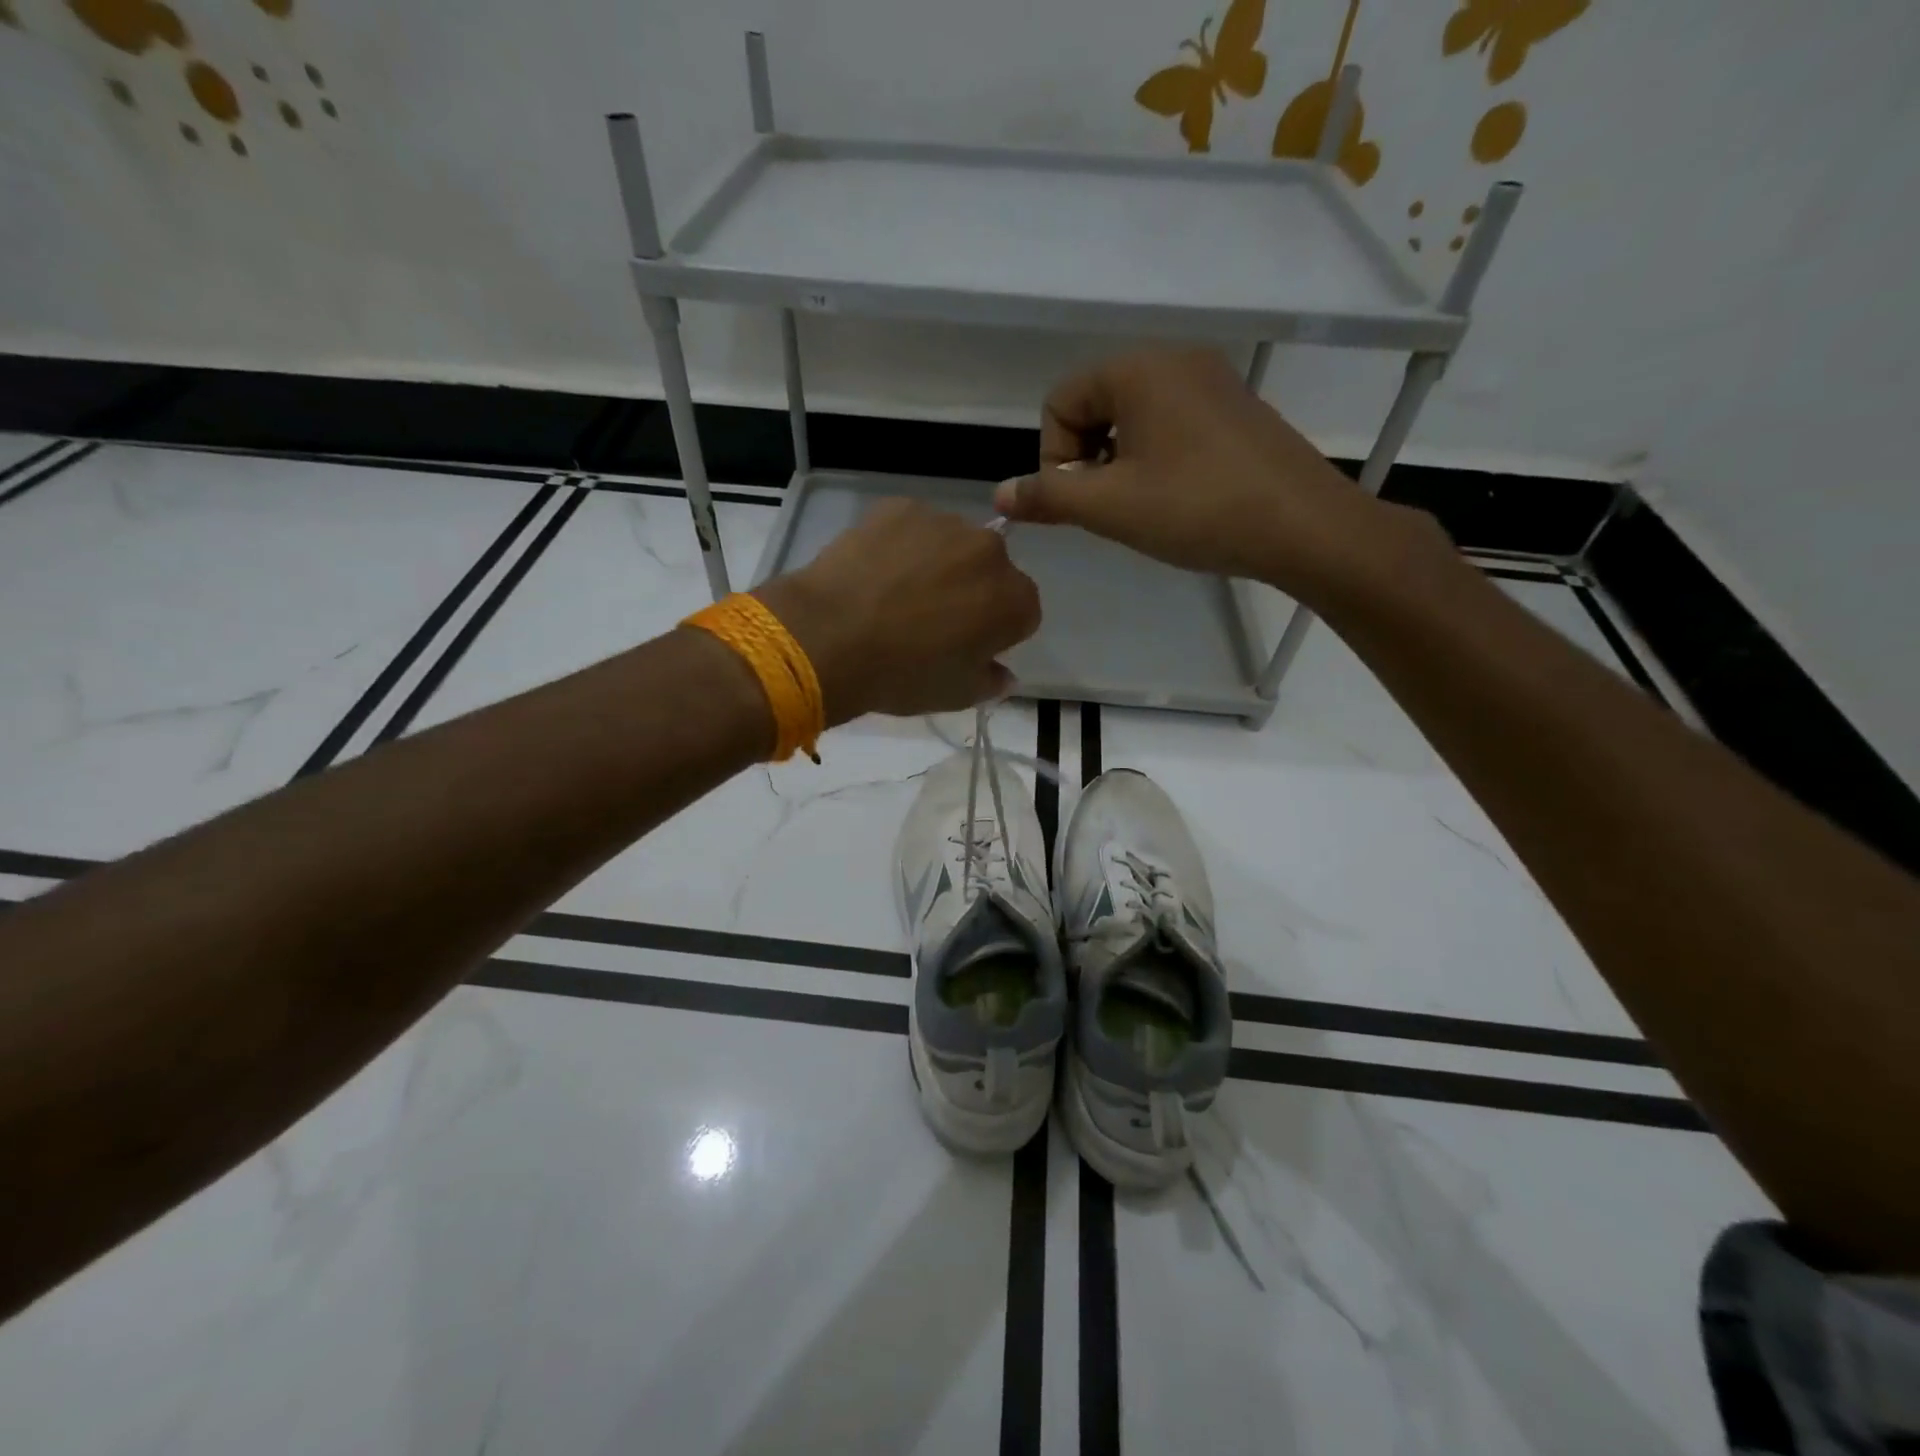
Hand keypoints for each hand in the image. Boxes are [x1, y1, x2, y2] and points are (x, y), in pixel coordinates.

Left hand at [756, 500, 1041, 722]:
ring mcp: (944, 522)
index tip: (967, 647)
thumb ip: (991, 681)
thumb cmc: (902, 675)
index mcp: (1014, 600)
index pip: (1022, 613)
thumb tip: (1003, 673)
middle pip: (991, 571)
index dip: (996, 632)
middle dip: (971, 591)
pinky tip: (873, 573)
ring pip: (952, 545)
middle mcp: (991, 551)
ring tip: (895, 595)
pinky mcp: (900, 507)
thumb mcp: (956, 695)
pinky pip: (911, 528)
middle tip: (930, 620)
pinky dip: (900, 546)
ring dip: (938, 564)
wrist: (830, 637)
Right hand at [992, 348, 1442, 601]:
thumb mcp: (1110, 507)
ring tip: (1142, 506)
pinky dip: (1154, 458)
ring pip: (1132, 417)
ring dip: (1118, 462)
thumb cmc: (1197, 509)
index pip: (1060, 400)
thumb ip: (1048, 497)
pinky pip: (1170, 423)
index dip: (1054, 456)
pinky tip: (1176, 497)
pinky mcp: (1235, 408)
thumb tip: (998, 496)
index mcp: (1138, 369)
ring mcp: (1211, 380)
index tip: (1080, 500)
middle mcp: (1174, 359)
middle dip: (1086, 459)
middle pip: (1095, 403)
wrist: (1302, 526)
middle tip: (1109, 507)